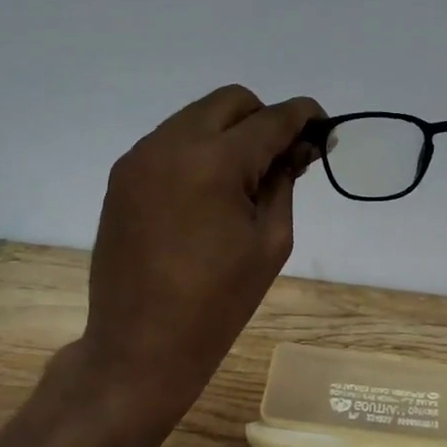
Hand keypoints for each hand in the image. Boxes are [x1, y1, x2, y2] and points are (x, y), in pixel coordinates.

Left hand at [73, 85, 323, 428]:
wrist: (139, 345)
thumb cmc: (218, 302)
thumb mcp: (271, 239)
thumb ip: (284, 181)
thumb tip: (299, 146)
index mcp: (214, 162)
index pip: (271, 119)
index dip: (304, 116)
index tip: (324, 127)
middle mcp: (171, 144)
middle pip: (231, 101)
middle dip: (264, 119)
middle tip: (282, 158)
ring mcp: (140, 157)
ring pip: (198, 116)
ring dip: (230, 132)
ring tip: (245, 177)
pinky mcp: (122, 175)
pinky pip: (171, 140)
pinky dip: (199, 148)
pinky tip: (209, 189)